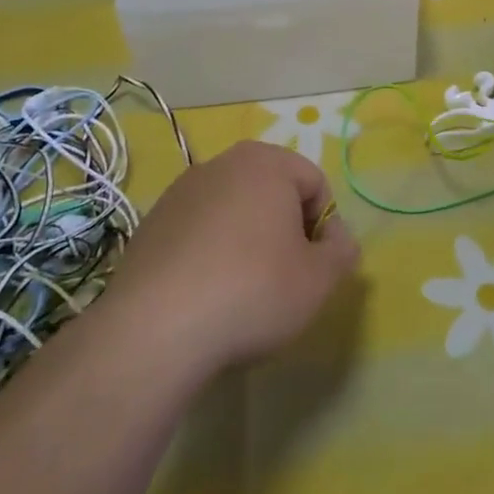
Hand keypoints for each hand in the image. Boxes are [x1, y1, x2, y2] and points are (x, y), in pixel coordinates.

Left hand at [103, 140, 359, 376]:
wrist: (155, 330)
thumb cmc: (253, 292)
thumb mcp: (319, 279)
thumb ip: (342, 251)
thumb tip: (337, 237)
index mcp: (266, 163)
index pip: (315, 184)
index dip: (323, 227)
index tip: (313, 266)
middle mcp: (221, 163)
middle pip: (273, 192)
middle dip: (284, 230)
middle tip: (283, 278)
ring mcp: (180, 191)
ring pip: (234, 211)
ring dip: (247, 241)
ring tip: (241, 290)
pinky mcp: (151, 223)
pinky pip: (198, 231)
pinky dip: (210, 253)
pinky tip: (205, 294)